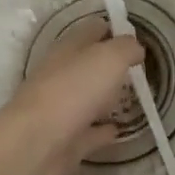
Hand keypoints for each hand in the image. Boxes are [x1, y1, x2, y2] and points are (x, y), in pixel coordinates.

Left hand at [2, 17, 143, 174]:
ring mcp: (61, 109)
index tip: (137, 38)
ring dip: (106, 97)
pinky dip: (103, 130)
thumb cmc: (74, 90)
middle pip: (89, 64)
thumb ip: (127, 48)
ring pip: (88, 97)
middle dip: (111, 65)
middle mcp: (61, 75)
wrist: (36, 144)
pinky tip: (118, 130)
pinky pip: (89, 131)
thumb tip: (136, 49)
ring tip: (132, 98)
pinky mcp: (65, 140)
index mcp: (68, 48)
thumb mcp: (110, 57)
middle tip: (138, 69)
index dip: (114, 29)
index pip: (93, 30)